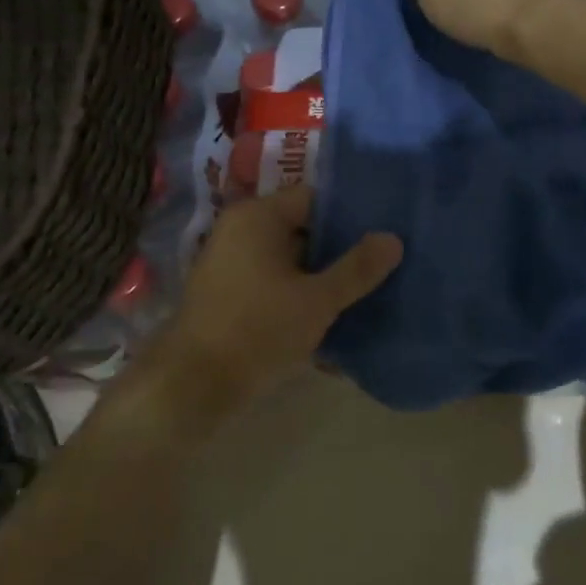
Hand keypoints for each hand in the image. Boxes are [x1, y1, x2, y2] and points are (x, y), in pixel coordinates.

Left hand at [150, 185, 401, 409]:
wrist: (192, 386)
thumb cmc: (258, 330)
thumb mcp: (318, 300)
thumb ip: (357, 269)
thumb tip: (393, 238)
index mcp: (258, 216)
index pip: (315, 198)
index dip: (351, 214)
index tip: (384, 231)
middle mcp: (240, 230)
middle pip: (303, 228)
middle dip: (340, 249)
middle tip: (381, 264)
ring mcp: (230, 262)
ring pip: (290, 260)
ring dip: (321, 276)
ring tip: (364, 292)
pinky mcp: (228, 293)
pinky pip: (273, 282)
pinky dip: (298, 294)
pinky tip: (329, 318)